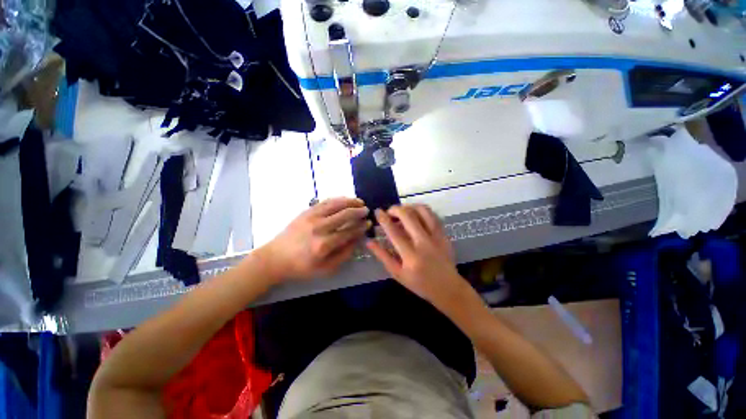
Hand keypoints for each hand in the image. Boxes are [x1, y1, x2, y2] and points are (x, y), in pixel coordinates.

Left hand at [260, 197, 369, 281]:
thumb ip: (344, 255)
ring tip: (360, 202)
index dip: (361, 227)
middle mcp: (319, 228)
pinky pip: (325, 201)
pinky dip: (338, 199)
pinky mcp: (306, 211)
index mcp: (324, 245)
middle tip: (367, 211)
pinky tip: (345, 199)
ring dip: (350, 201)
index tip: (368, 224)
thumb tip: (356, 240)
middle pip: (344, 215)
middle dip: (359, 211)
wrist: (276, 257)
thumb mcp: (325, 269)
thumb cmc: (301, 266)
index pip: (349, 232)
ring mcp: (312, 217)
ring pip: (336, 204)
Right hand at [366, 205, 466, 308]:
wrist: (447, 288)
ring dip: (409, 206)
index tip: (377, 212)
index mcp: (410, 256)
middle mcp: (424, 243)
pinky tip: (416, 214)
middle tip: (389, 211)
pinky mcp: (444, 234)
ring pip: (423, 211)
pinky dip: (422, 210)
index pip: (394, 232)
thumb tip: (369, 241)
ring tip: (403, 211)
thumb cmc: (419, 283)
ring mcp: (437, 237)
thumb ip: (383, 256)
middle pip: (408, 216)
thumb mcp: (397, 274)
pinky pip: (433, 215)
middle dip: (395, 209)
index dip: (384, 219)